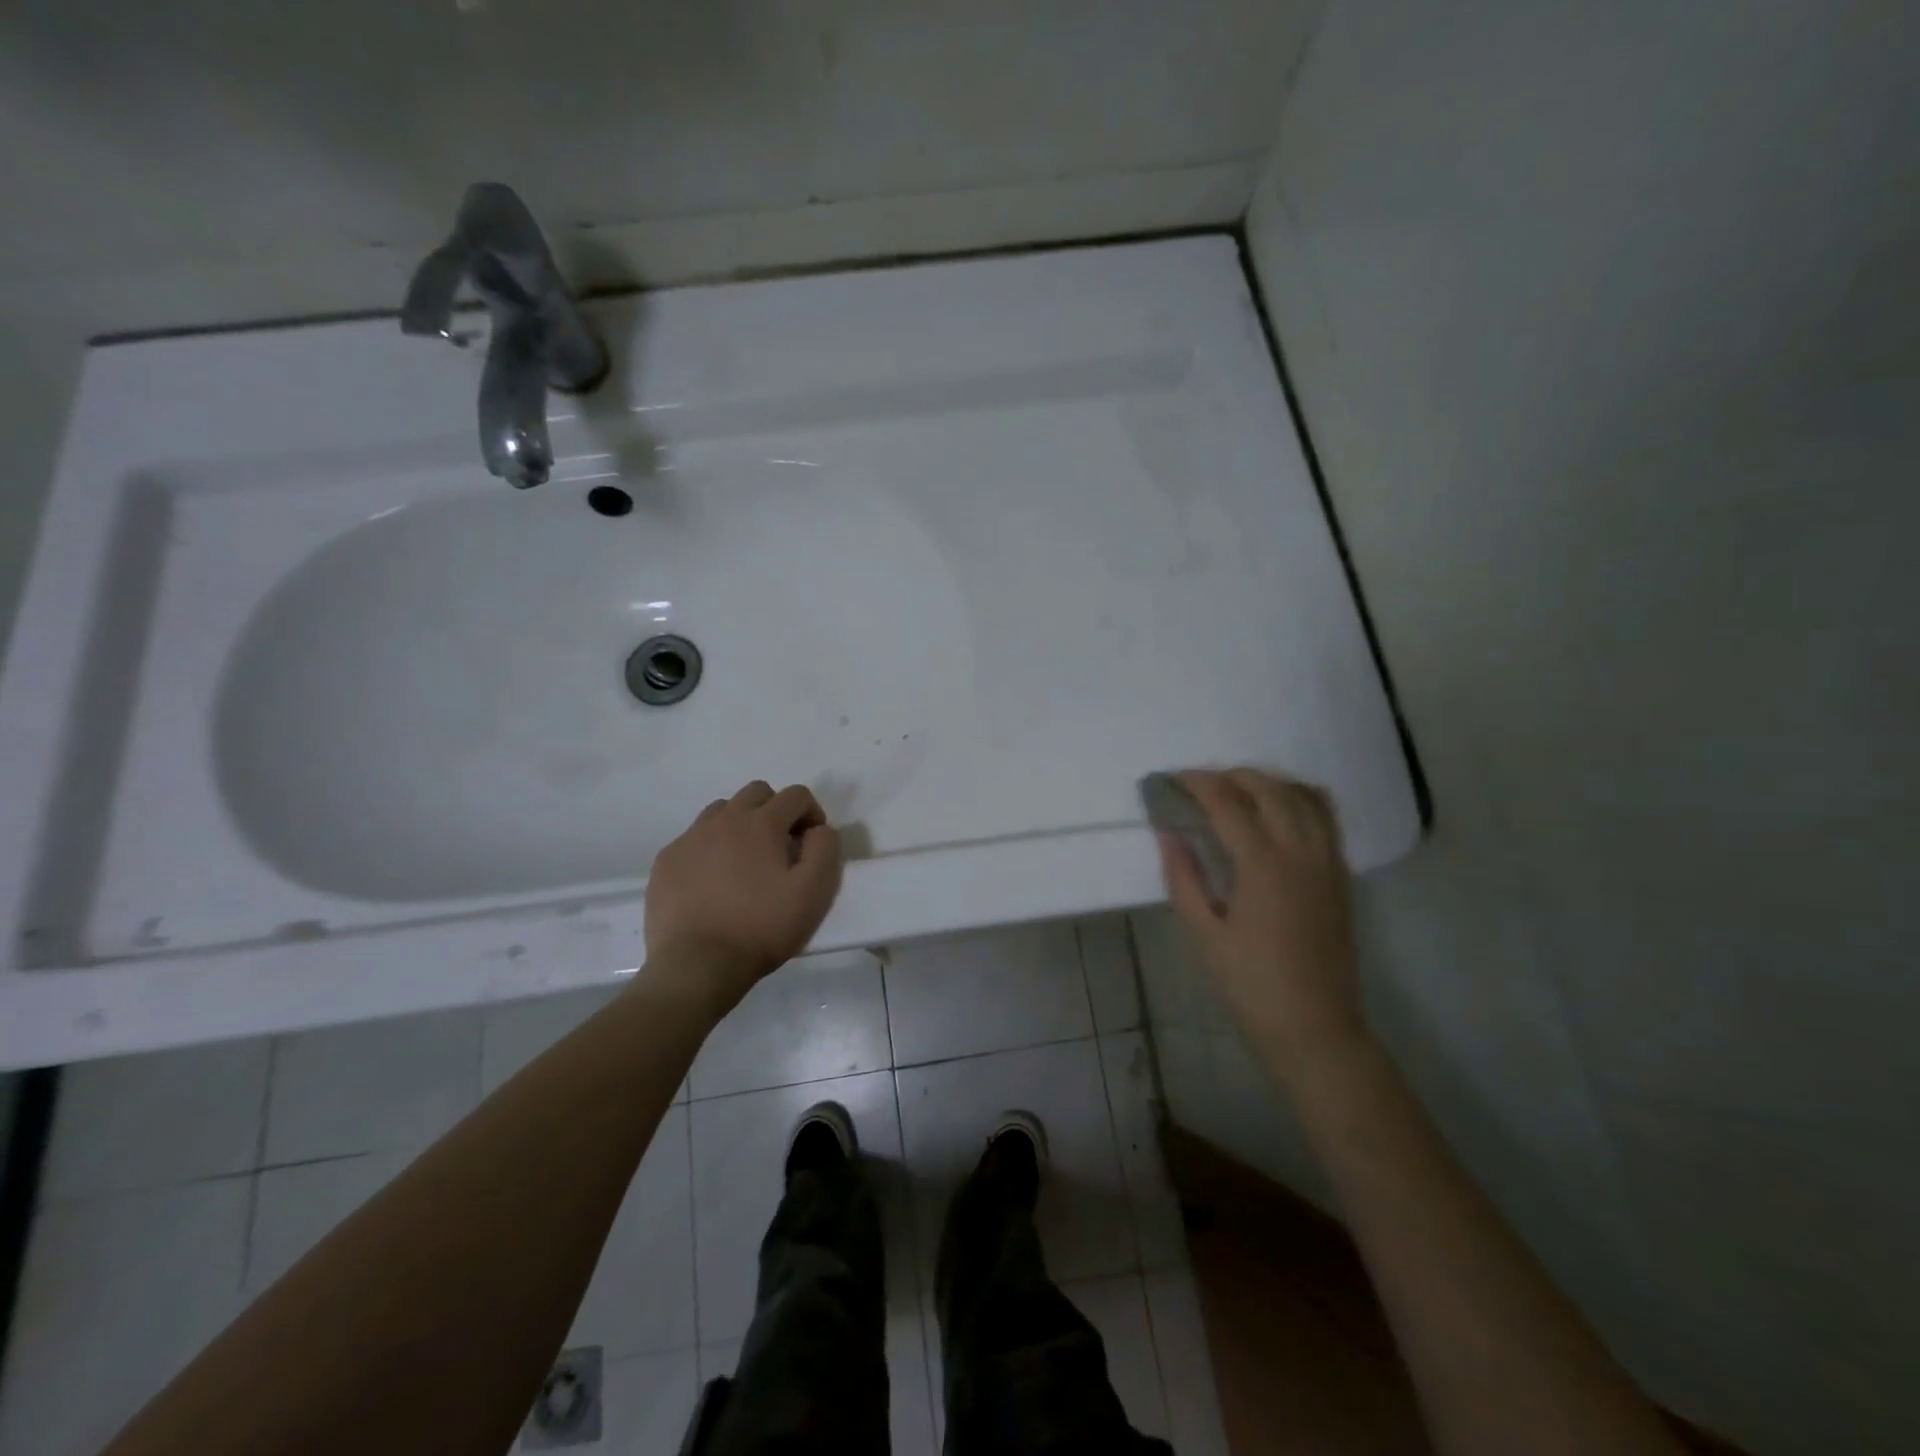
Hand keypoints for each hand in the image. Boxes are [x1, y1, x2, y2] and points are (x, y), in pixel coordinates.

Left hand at [644, 780, 842, 1007]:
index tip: (812, 843)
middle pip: (756, 793)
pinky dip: (710, 848)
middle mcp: (724, 819)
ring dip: (741, 825)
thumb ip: (825, 848)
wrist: (697, 965)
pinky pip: (694, 839)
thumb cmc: (762, 928)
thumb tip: (818, 829)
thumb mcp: (814, 892)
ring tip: (745, 862)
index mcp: (761, 823)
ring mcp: (690, 838)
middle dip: (776, 810)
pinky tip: (714, 882)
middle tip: (781, 848)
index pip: (796, 795)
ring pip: (721, 811)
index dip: (812, 813)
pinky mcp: (666, 861)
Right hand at [1158, 769, 1368, 1074]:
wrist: (1314, 1027)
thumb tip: (1168, 835)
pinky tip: (1279, 812)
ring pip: (1304, 796)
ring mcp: (1327, 861)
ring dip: (1269, 782)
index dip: (1198, 784)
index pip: (1228, 803)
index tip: (1174, 779)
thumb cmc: (1250, 984)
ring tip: (1239, 791)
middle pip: (1269, 789)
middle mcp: (1301, 851)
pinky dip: (1300, 799)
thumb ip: (1184, 878)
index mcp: (1262, 865)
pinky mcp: (1340, 875)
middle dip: (1232, 776)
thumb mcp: (1203, 933)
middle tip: (1201, 784)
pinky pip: (1325, 817)